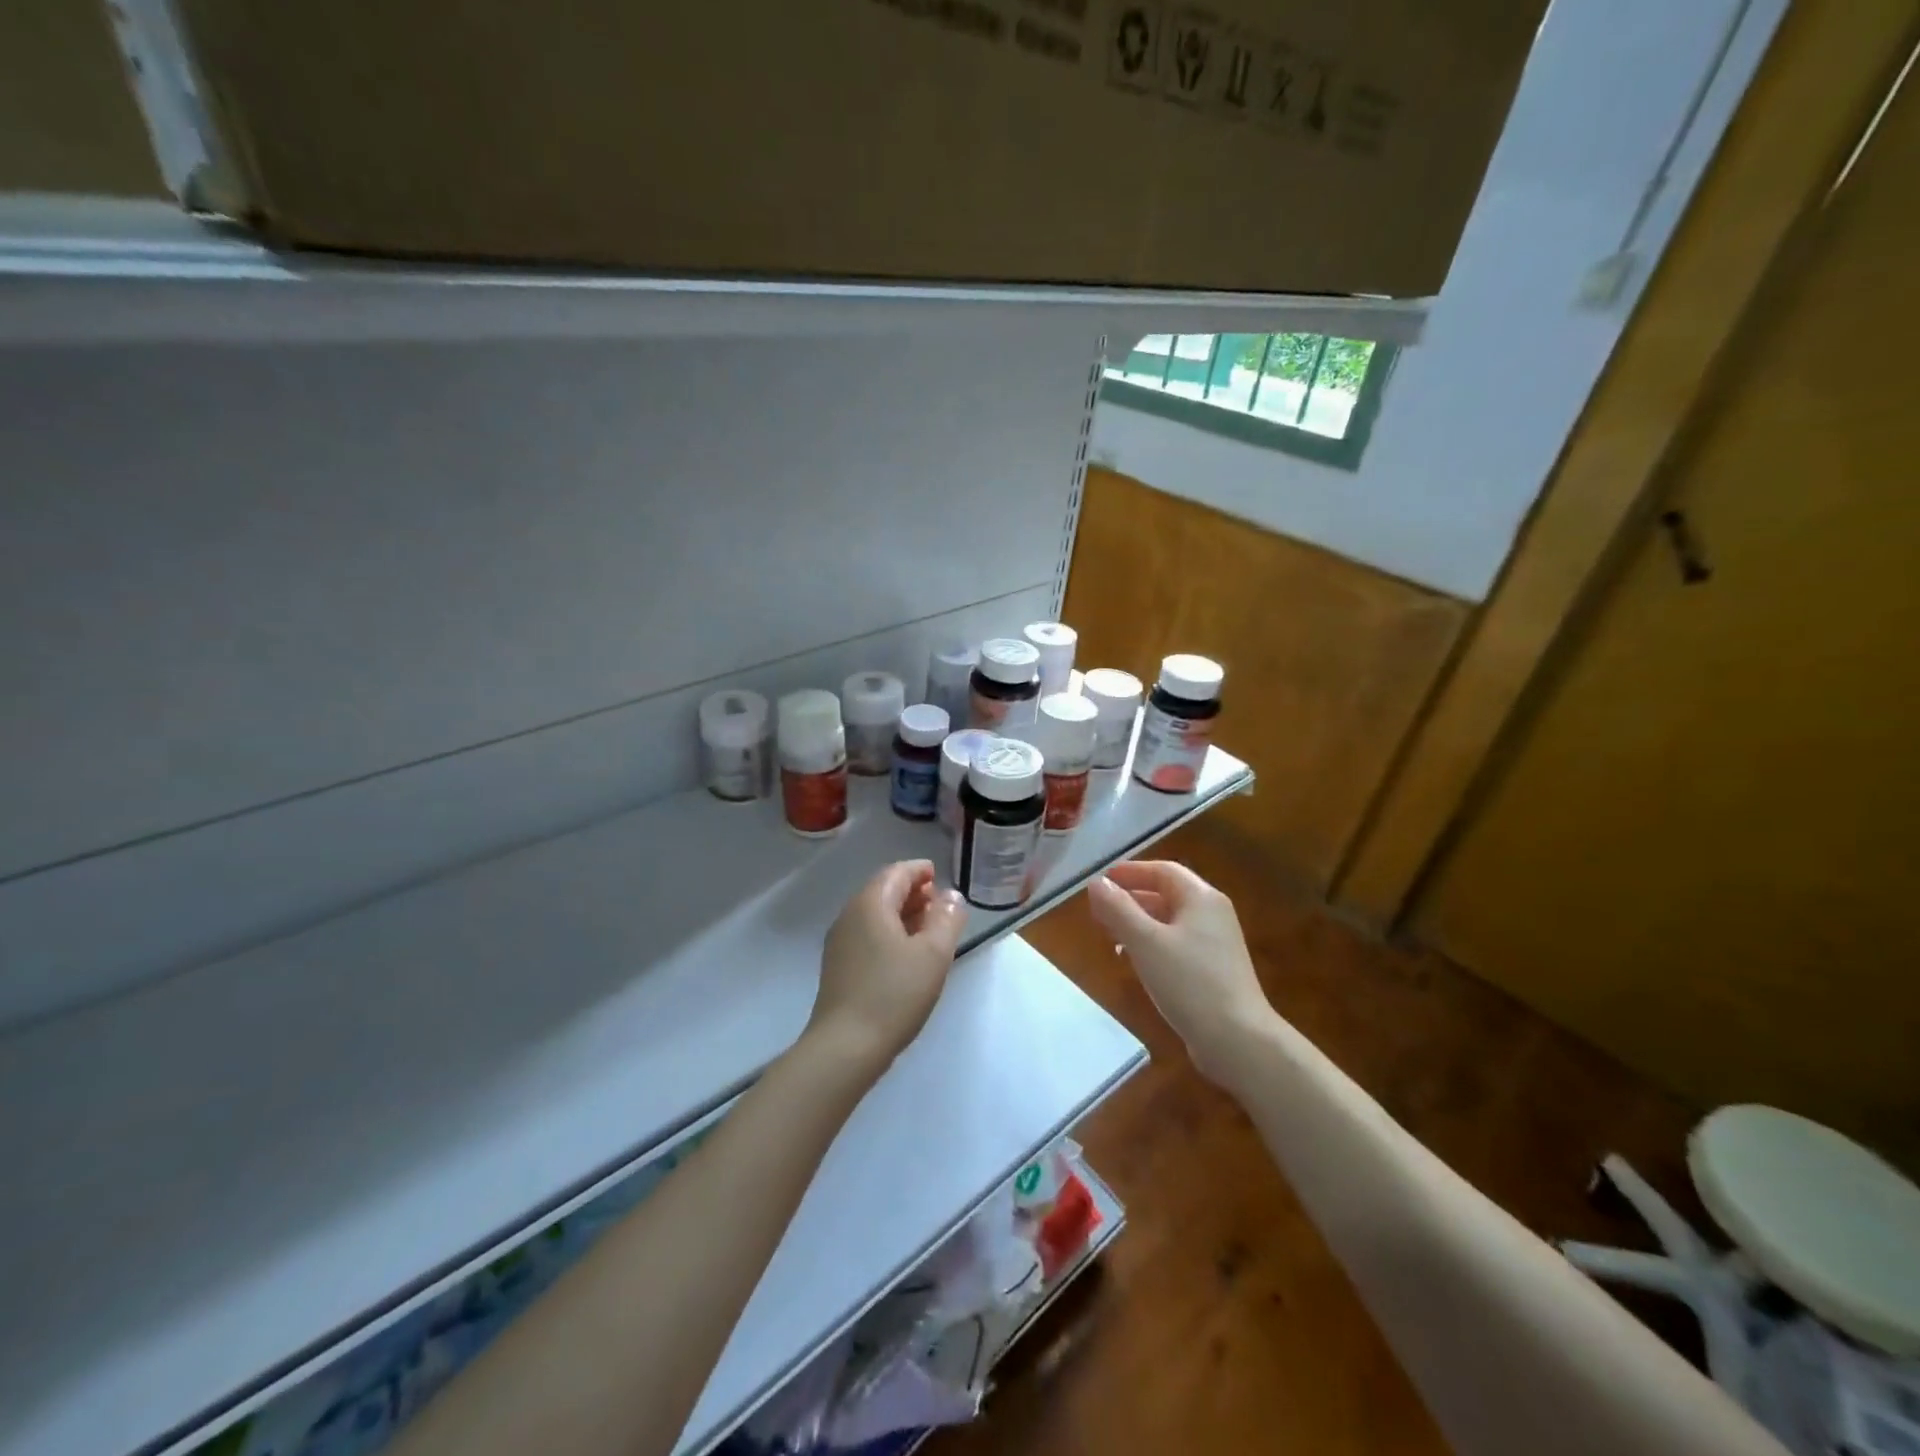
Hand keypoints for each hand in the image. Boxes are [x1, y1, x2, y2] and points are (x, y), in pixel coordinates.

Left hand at [807, 860, 967, 1077]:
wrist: (845, 1047)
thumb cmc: (894, 994)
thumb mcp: (933, 954)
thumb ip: (946, 919)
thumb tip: (951, 896)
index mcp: (870, 904)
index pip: (896, 872)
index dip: (919, 870)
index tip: (939, 875)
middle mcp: (849, 916)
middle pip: (883, 891)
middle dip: (912, 892)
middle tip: (939, 903)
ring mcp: (840, 942)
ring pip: (875, 915)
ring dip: (902, 914)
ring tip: (929, 928)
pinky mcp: (838, 967)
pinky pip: (867, 935)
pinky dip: (889, 933)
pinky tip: (906, 954)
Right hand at [1086, 861, 1275, 1084]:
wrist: (1239, 1040)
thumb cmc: (1190, 982)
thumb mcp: (1146, 941)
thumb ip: (1118, 909)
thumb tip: (1096, 883)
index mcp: (1201, 898)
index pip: (1163, 871)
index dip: (1131, 872)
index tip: (1102, 880)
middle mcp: (1213, 914)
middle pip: (1168, 894)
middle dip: (1132, 898)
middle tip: (1101, 908)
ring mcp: (1217, 944)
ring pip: (1172, 921)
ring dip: (1140, 922)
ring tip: (1111, 935)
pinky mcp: (1215, 971)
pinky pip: (1178, 945)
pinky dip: (1154, 944)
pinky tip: (1137, 962)